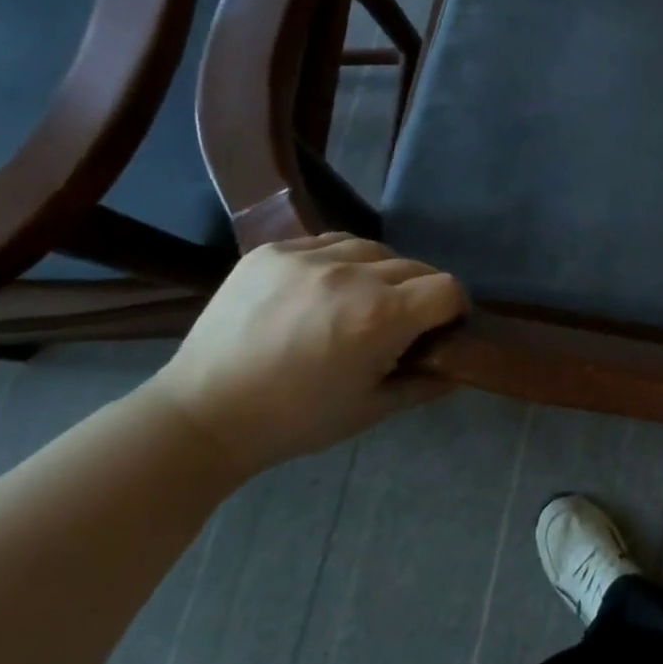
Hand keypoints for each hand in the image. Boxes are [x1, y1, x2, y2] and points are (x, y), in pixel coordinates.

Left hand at [148, 234, 466, 475]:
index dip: (453, 308)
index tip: (440, 327)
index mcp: (380, 316)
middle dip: (418, 293)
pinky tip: (321, 289)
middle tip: (395, 322)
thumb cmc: (295, 420)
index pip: (448, 288)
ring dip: (379, 272)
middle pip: (415, 265)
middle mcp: (352, 275)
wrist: (202, 415)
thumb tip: (460, 368)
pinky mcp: (273, 250)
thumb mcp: (370, 410)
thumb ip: (425, 384)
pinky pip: (327, 242)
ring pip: (373, 248)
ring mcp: (309, 257)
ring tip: (357, 299)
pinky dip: (337, 262)